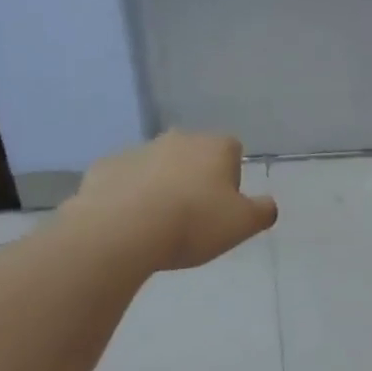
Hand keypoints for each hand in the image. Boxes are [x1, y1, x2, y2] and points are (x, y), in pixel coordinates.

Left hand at [67, 132, 277, 269]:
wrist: (121, 230)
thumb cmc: (193, 223)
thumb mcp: (244, 224)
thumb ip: (263, 211)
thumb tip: (268, 205)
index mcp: (214, 146)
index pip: (233, 151)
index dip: (231, 178)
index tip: (225, 206)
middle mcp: (177, 139)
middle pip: (194, 155)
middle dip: (196, 179)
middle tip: (194, 216)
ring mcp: (136, 150)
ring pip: (157, 166)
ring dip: (161, 186)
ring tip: (159, 224)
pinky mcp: (103, 168)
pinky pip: (124, 180)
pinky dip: (128, 196)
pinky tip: (129, 223)